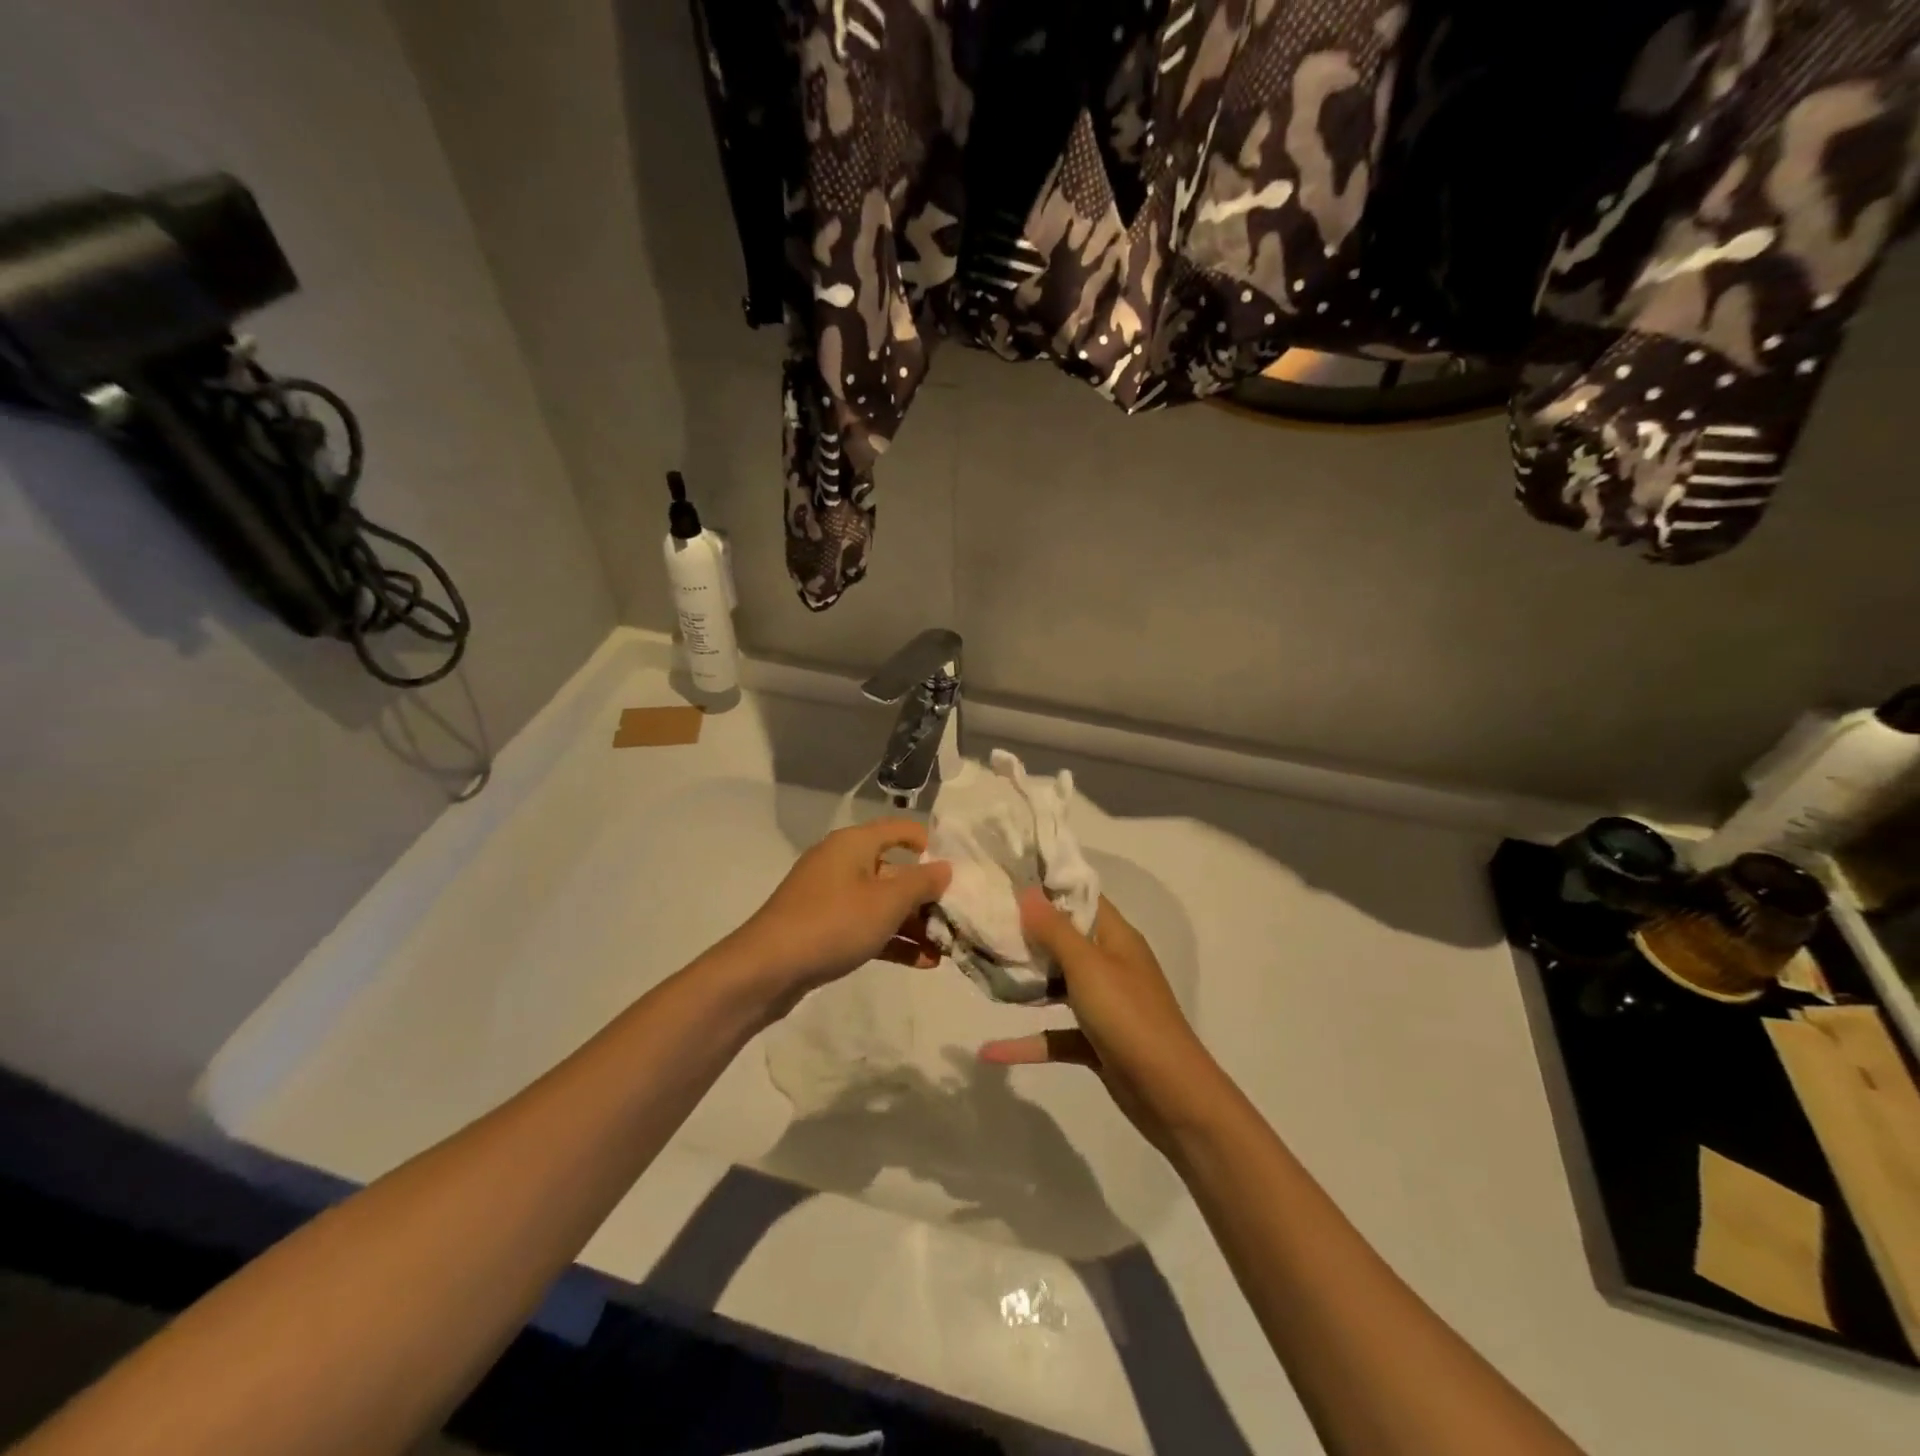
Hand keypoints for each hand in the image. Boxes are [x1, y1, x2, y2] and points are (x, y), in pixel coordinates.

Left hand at [727, 818, 951, 1013]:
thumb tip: (945, 868)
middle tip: (957, 920)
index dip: (930, 846)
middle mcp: (843, 862)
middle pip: (895, 871)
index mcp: (855, 843)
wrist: (767, 968)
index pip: (901, 830)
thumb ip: (922, 883)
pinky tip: (923, 962)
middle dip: (927, 897)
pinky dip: (892, 940)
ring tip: (946, 949)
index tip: (958, 871)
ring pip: (882, 903)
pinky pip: (866, 926)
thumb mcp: (887, 902)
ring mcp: (831, 896)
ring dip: (913, 924)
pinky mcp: (824, 926)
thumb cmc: (834, 922)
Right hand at [980, 888, 1224, 1155]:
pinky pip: (1056, 1034)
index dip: (1049, 886)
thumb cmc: (1130, 1017)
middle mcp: (1111, 965)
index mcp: (1117, 938)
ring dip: (1026, 981)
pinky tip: (990, 1051)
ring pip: (1058, 984)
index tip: (1007, 877)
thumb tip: (1028, 891)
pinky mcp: (1096, 1042)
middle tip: (984, 921)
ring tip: (982, 969)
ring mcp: (1105, 1005)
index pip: (1082, 898)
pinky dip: (1027, 1042)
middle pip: (1065, 940)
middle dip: (1028, 932)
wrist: (1171, 1095)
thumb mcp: (1089, 966)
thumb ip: (1055, 930)